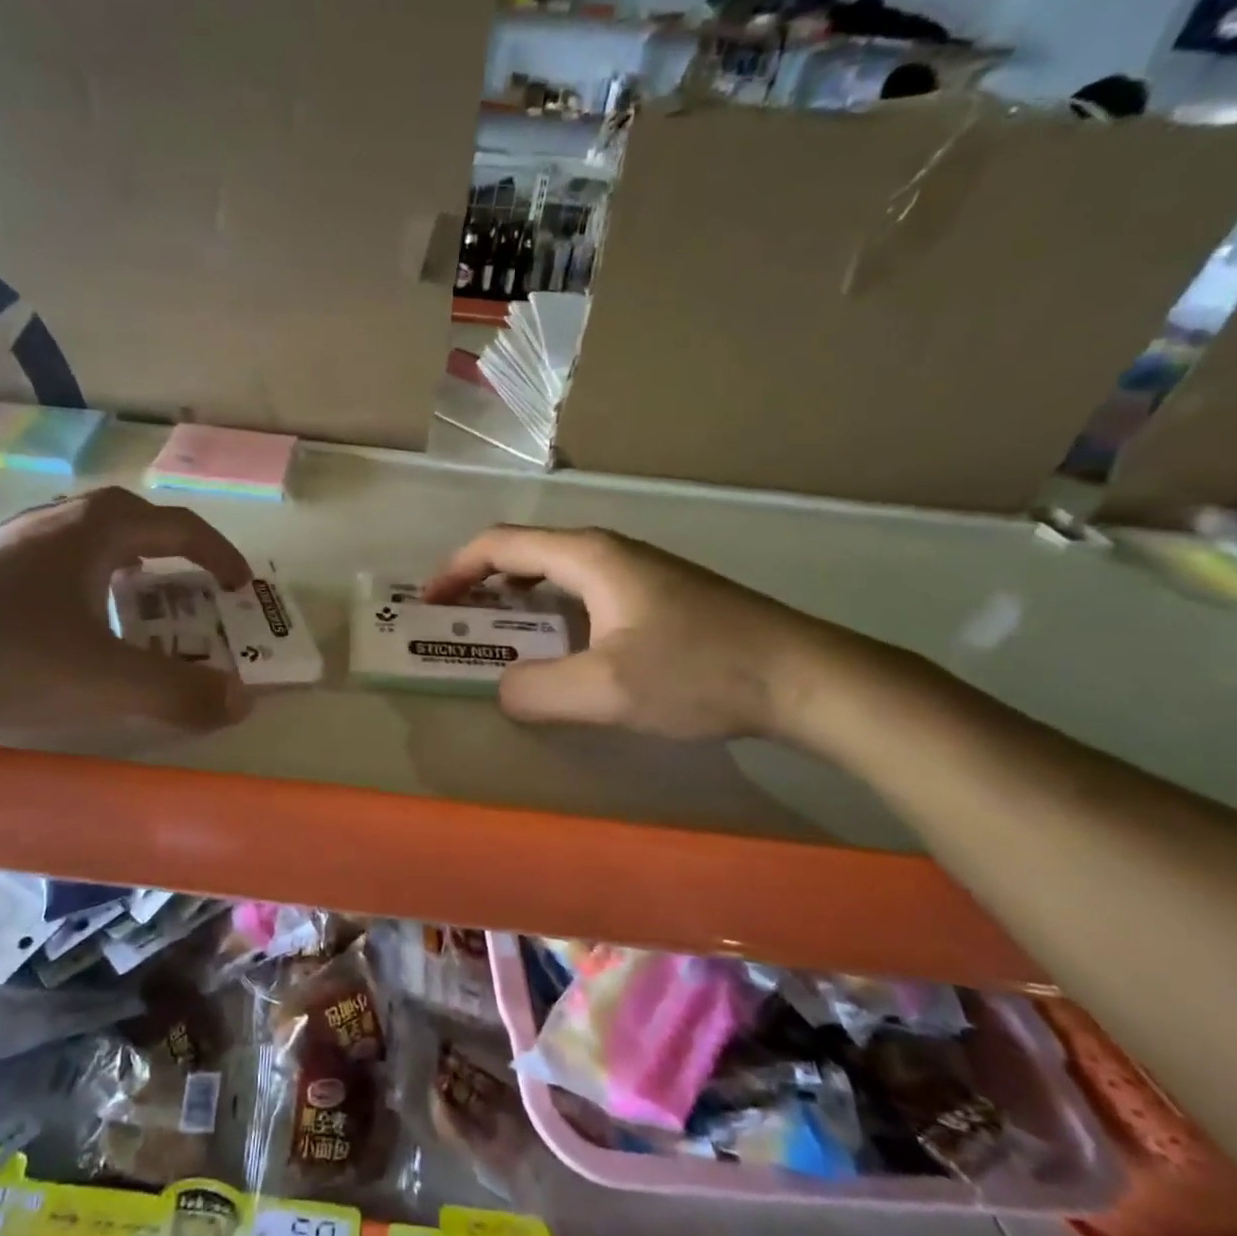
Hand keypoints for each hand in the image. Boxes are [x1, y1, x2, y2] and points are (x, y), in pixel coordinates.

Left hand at [0, 488, 252, 740]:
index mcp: (97, 530)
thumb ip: (179, 693)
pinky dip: (81, 575)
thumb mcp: (105, 682)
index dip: (219, 554)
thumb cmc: (5, 655)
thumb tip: (242, 702)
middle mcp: (57, 518)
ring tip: (131, 596)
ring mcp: (10, 537)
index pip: (179, 526)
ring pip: (86, 533)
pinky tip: (65, 616)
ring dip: (123, 558)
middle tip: (188, 587)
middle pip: (132, 518)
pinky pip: (51, 555)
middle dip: (172, 549)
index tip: (240, 586)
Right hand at [422, 526, 828, 740]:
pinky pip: (584, 594)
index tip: (429, 606)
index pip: (500, 545)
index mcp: (588, 557)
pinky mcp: (659, 597)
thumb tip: (503, 690)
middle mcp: (609, 552)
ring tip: (498, 639)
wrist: (807, 678)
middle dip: (481, 585)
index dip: (455, 571)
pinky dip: (552, 614)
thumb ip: (537, 690)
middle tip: (456, 625)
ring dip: (517, 601)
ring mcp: (638, 572)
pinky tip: (562, 650)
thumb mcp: (606, 690)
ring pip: (557, 575)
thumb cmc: (700, 672)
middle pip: (525, 554)